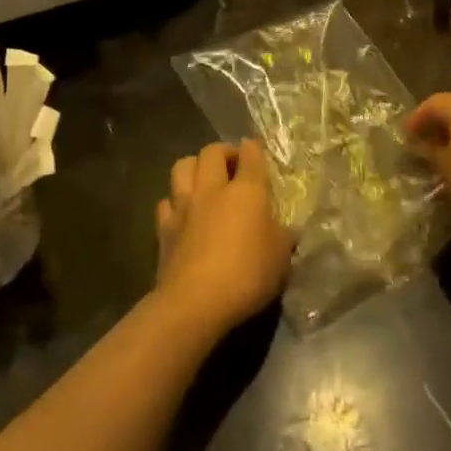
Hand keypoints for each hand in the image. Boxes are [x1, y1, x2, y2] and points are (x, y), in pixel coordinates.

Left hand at [154, 140, 292, 337]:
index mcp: (246, 191)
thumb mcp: (281, 259)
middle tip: (232, 164)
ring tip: (203, 179)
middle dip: (223, 151)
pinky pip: (166, 202)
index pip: (251, 155)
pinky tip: (182, 213)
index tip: (255, 148)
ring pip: (182, 167)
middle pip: (211, 152)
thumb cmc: (247, 275)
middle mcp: (212, 190)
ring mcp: (184, 207)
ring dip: (193, 166)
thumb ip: (282, 237)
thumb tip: (286, 229)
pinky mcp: (163, 228)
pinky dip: (174, 202)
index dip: (254, 148)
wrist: (195, 302)